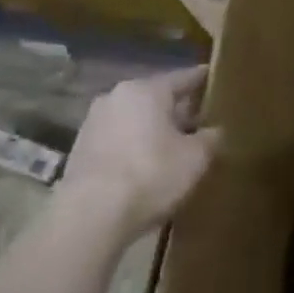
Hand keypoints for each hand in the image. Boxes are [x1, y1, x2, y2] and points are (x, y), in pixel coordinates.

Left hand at [58, 67, 219, 238]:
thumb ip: (210, 138)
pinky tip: (147, 165)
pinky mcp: (79, 152)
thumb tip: (214, 131)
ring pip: (134, 119)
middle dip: (177, 109)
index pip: (183, 77)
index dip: (202, 79)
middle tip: (199, 119)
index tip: (214, 76)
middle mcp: (116, 97)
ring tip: (174, 146)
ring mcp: (93, 124)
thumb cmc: (151, 174)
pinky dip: (134, 147)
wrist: (90, 216)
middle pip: (156, 98)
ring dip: (153, 129)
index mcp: (147, 90)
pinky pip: (118, 140)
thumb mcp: (196, 157)